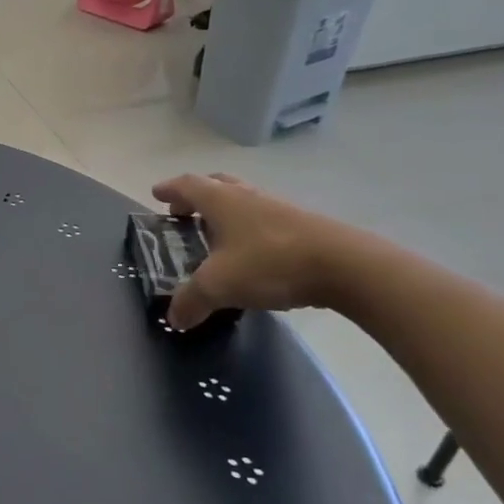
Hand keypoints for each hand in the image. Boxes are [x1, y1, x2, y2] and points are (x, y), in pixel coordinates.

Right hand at [151, 173, 361, 329]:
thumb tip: (174, 319)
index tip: (157, 194)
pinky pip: (265, 220)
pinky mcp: (304, 227)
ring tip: (215, 235)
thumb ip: (191, 301)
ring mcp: (279, 209)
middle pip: (217, 185)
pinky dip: (249, 229)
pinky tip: (250, 254)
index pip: (187, 185)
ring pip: (244, 201)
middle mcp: (247, 197)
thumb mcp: (219, 286)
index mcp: (221, 201)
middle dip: (197, 196)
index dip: (170, 190)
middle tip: (184, 213)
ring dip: (225, 212)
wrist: (347, 267)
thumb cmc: (270, 263)